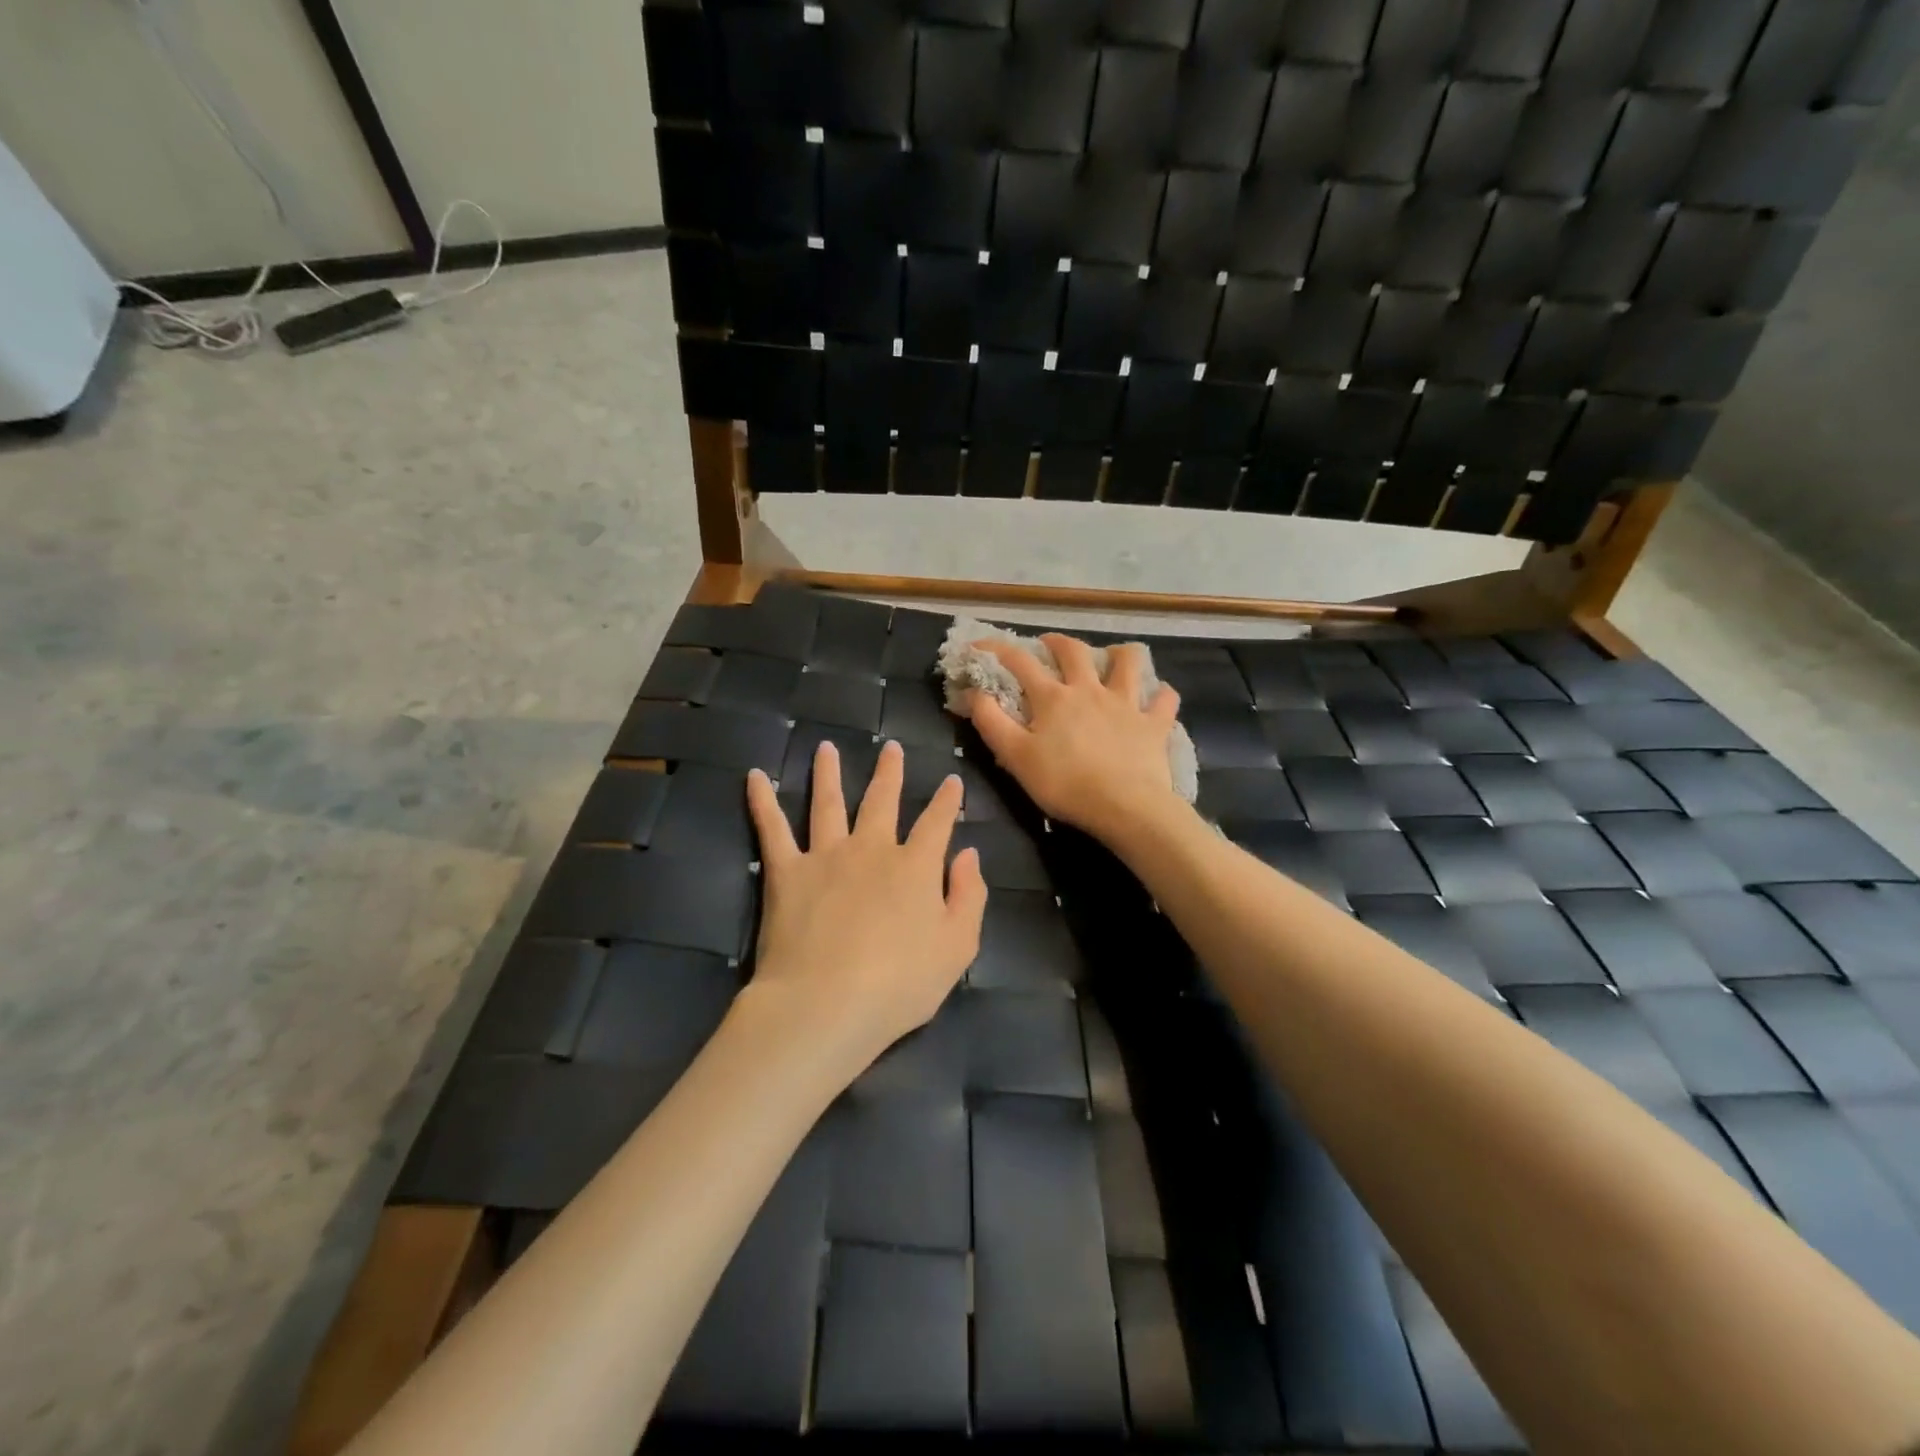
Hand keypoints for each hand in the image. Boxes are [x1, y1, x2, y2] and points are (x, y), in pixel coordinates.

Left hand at [741, 739, 986, 1079]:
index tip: (951, 780)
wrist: (825, 1003)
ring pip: (828, 803)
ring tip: (826, 748)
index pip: (937, 823)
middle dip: (890, 773)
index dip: (946, 801)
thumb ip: (969, 897)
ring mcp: (826, 856)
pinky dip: (762, 801)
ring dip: (829, 773)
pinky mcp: (786, 872)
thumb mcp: (957, 948)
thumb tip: (969, 855)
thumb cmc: (899, 985)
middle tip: (891, 748)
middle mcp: (872, 849)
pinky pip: (772, 829)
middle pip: (882, 801)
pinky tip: (755, 776)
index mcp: (915, 867)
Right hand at [969, 634, 1182, 843]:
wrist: (1125, 806)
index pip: (1020, 663)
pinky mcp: (1154, 724)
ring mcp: (1126, 704)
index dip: (997, 650)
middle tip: (1049, 645)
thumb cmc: (1065, 784)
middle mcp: (1090, 690)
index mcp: (1053, 698)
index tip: (979, 646)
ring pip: (1128, 662)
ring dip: (1118, 654)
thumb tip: (974, 693)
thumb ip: (992, 722)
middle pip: (1074, 651)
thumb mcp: (1015, 757)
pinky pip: (1164, 700)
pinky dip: (1160, 695)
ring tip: (1110, 658)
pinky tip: (1155, 697)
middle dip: (1058, 642)